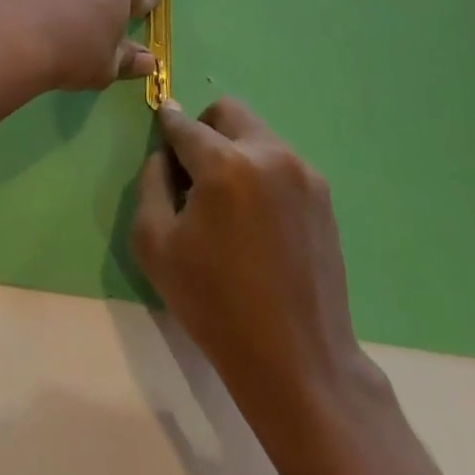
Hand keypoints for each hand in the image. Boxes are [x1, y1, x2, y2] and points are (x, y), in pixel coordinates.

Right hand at [132, 98, 387, 440]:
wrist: (298, 362)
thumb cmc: (215, 304)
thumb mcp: (155, 245)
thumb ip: (151, 184)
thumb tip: (164, 156)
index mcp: (224, 165)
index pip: (184, 125)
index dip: (166, 123)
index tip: (159, 126)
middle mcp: (268, 155)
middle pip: (227, 112)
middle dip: (204, 128)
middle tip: (193, 171)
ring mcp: (302, 173)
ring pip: (256, 135)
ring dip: (234, 150)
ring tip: (227, 203)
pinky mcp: (323, 196)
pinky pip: (280, 162)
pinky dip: (260, 172)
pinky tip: (255, 221)